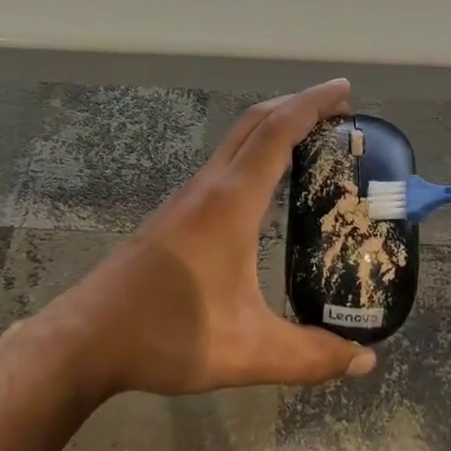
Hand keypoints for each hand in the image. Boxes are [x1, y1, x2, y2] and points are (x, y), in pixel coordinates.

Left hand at [30, 78, 376, 402]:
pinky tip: (265, 186)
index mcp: (231, 203)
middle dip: (296, 105)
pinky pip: (224, 165)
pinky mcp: (175, 215)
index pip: (277, 133)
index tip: (344, 89)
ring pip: (235, 142)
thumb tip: (365, 362)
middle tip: (337, 109)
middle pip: (255, 123)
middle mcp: (209, 188)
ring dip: (273, 127)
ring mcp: (187, 199)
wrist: (84, 340)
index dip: (312, 104)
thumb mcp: (248, 352)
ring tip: (310, 140)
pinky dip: (254, 153)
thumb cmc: (167, 334)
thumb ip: (310, 357)